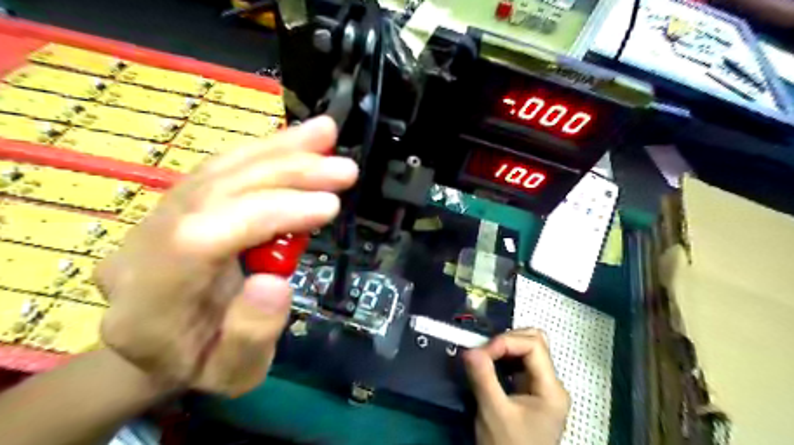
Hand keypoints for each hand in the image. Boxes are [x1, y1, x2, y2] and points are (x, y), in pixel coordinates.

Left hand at [94, 114, 358, 395]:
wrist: (159, 348)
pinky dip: (265, 151)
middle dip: (284, 174)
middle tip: (343, 170)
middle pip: (211, 193)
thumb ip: (252, 334)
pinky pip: (222, 168)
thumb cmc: (203, 364)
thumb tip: (278, 282)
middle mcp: (140, 249)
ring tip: (326, 135)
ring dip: (278, 150)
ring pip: (217, 171)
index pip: (201, 239)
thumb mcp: (236, 374)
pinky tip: (299, 141)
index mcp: (148, 305)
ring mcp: (154, 218)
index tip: (329, 206)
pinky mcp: (178, 203)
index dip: (269, 214)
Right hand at [466, 329, 570, 444]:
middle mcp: (551, 383)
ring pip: (527, 349)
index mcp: (551, 389)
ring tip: (484, 356)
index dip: (507, 341)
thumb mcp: (494, 413)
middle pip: (534, 342)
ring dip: (504, 347)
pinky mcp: (530, 391)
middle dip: (507, 340)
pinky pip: (519, 362)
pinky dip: (503, 357)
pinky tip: (489, 364)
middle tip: (483, 351)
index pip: (534, 346)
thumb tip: (469, 349)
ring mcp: (542, 387)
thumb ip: (483, 379)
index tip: (482, 351)